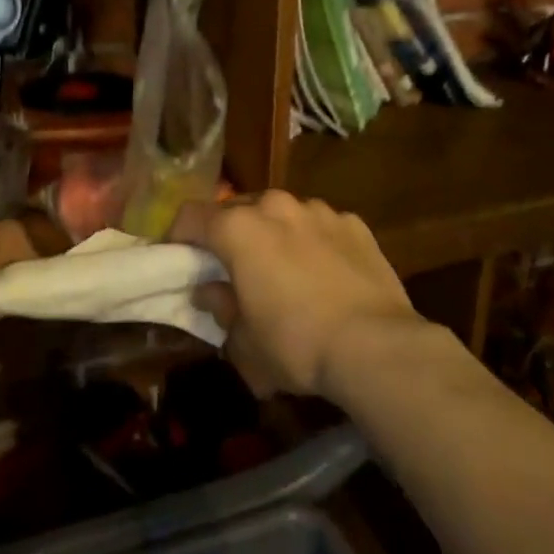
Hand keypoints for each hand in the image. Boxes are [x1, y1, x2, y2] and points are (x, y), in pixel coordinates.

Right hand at [173, 192, 422, 399]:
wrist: (376, 347)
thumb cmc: (295, 344)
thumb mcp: (244, 342)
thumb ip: (221, 309)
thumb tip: (211, 293)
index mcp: (238, 228)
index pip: (191, 216)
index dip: (178, 236)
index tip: (177, 258)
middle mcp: (276, 206)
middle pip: (238, 210)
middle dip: (229, 234)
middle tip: (231, 268)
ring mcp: (319, 210)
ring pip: (282, 215)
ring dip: (273, 235)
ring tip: (282, 271)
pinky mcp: (354, 224)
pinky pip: (320, 227)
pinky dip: (313, 242)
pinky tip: (324, 275)